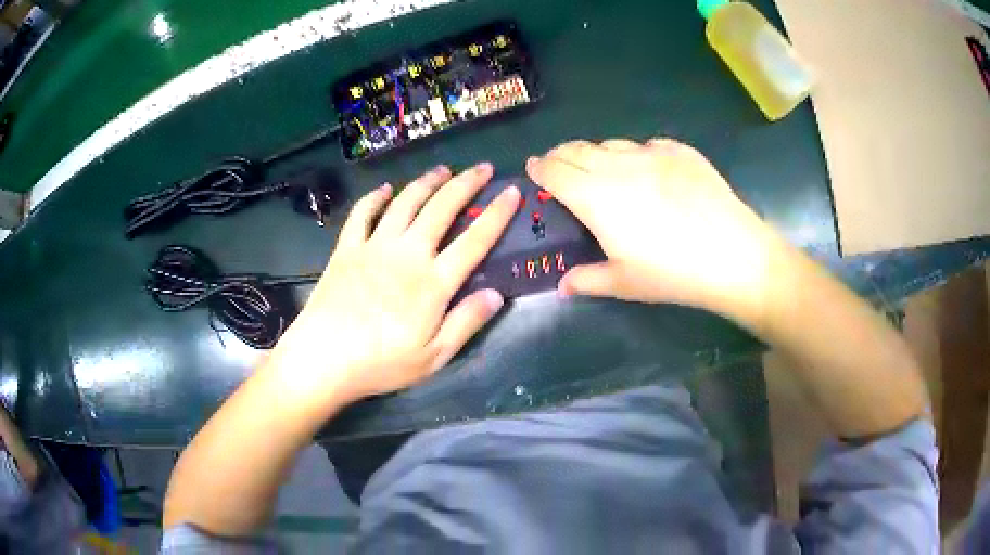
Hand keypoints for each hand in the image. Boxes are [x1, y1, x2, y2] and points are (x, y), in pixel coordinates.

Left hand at [270, 163, 519, 404]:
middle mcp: (407, 254)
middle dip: (466, 183)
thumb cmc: (381, 364)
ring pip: (406, 202)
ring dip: (426, 182)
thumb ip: (466, 322)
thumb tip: (497, 294)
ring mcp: (374, 247)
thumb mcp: (434, 357)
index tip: (512, 191)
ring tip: (443, 169)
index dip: (497, 214)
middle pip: (442, 208)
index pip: (475, 240)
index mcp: (433, 282)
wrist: (323, 358)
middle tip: (482, 167)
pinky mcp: (347, 248)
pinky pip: (362, 213)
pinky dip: (375, 197)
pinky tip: (385, 189)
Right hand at [527, 139, 780, 323]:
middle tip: (558, 165)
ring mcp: (651, 153)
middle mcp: (617, 166)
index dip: (540, 168)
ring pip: (611, 144)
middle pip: (577, 149)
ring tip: (601, 168)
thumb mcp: (625, 283)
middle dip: (561, 155)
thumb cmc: (672, 273)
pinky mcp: (680, 151)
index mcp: (595, 197)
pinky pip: (648, 145)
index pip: (555, 172)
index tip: (534, 168)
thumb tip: (563, 286)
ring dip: (597, 153)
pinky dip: (637, 154)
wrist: (732, 253)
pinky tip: (647, 169)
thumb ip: (588, 279)